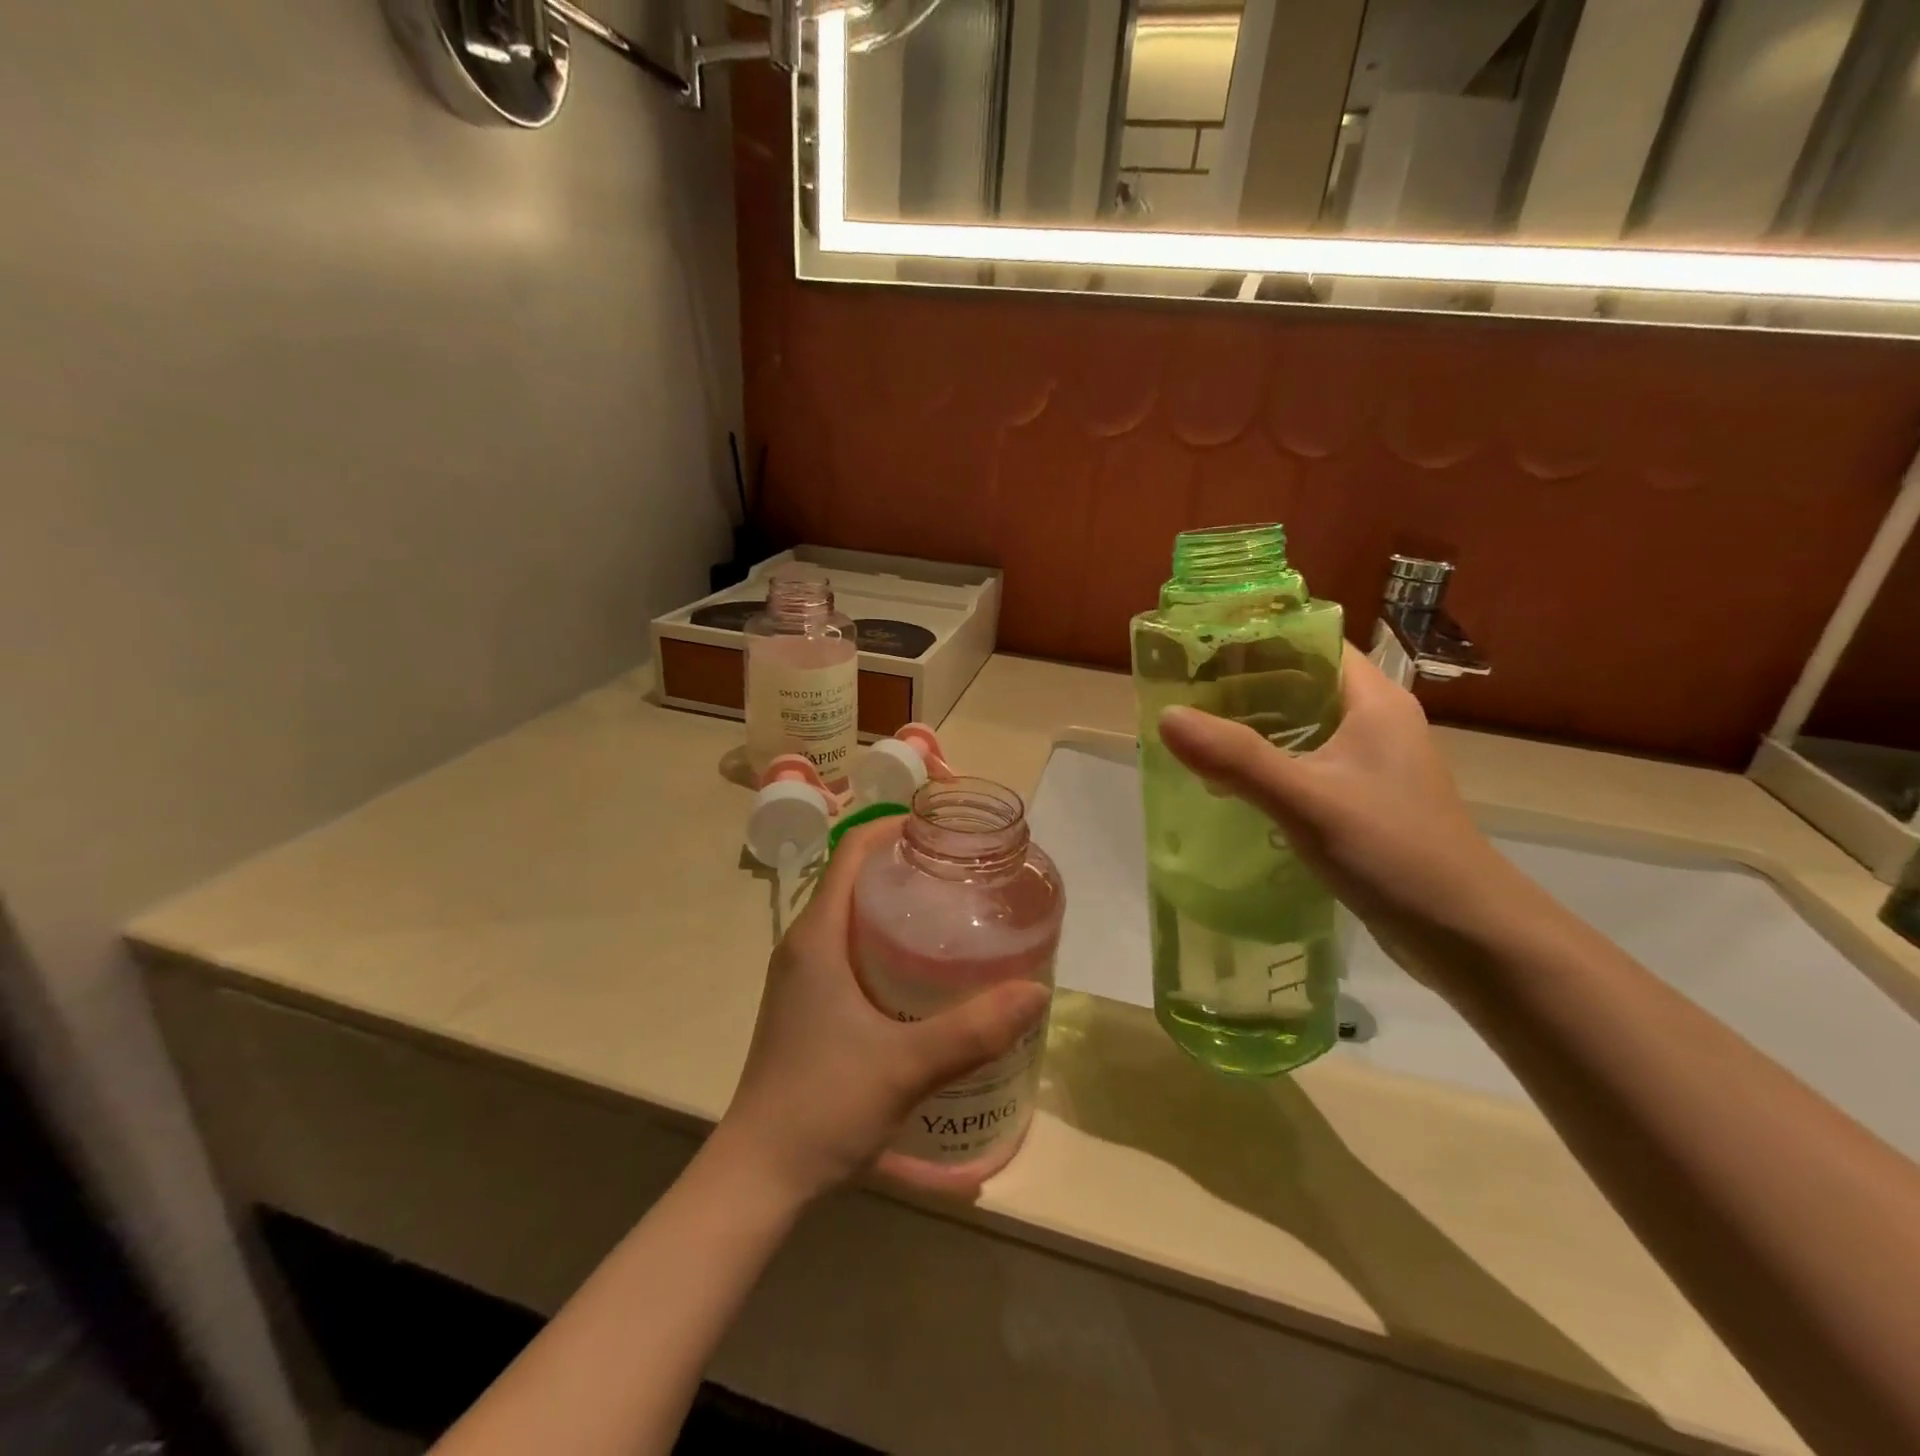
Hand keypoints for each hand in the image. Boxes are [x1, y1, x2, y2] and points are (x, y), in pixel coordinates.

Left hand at [716, 821, 1050, 1204]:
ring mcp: (803, 976)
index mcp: (817, 935)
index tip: (947, 831)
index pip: (853, 849)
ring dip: (899, 905)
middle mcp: (805, 944)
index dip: (897, 827)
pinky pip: (852, 949)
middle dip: (909, 865)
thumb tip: (1036, 991)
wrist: (759, 1177)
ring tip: (956, 914)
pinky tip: (927, 973)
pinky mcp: (809, 1004)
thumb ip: (973, 1029)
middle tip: (966, 874)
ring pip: (855, 915)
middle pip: (858, 877)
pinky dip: (888, 942)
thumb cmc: (823, 1106)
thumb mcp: (906, 1065)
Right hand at [1157, 645, 1530, 967]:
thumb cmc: (1396, 852)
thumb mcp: (1308, 801)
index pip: (1313, 643)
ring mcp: (1372, 765)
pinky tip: (1229, 785)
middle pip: (1300, 684)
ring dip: (1251, 730)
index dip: (1258, 638)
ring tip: (1194, 734)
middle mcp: (1375, 723)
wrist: (1469, 936)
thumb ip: (1237, 758)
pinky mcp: (1363, 802)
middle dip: (1242, 686)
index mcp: (1374, 701)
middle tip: (1182, 694)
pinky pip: (1305, 766)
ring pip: (1300, 729)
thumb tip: (1166, 717)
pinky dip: (1267, 767)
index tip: (1199, 647)